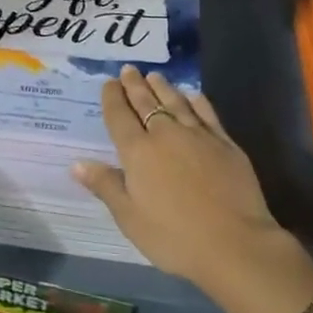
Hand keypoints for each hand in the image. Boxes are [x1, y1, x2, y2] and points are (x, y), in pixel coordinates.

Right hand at [72, 64, 292, 293]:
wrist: (234, 243)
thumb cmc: (175, 237)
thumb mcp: (130, 218)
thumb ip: (106, 186)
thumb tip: (77, 163)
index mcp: (138, 152)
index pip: (120, 116)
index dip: (112, 98)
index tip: (109, 82)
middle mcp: (165, 134)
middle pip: (146, 102)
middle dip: (134, 85)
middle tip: (128, 69)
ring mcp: (198, 134)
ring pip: (175, 101)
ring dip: (162, 87)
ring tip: (154, 76)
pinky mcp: (224, 142)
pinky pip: (206, 112)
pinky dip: (196, 100)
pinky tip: (193, 95)